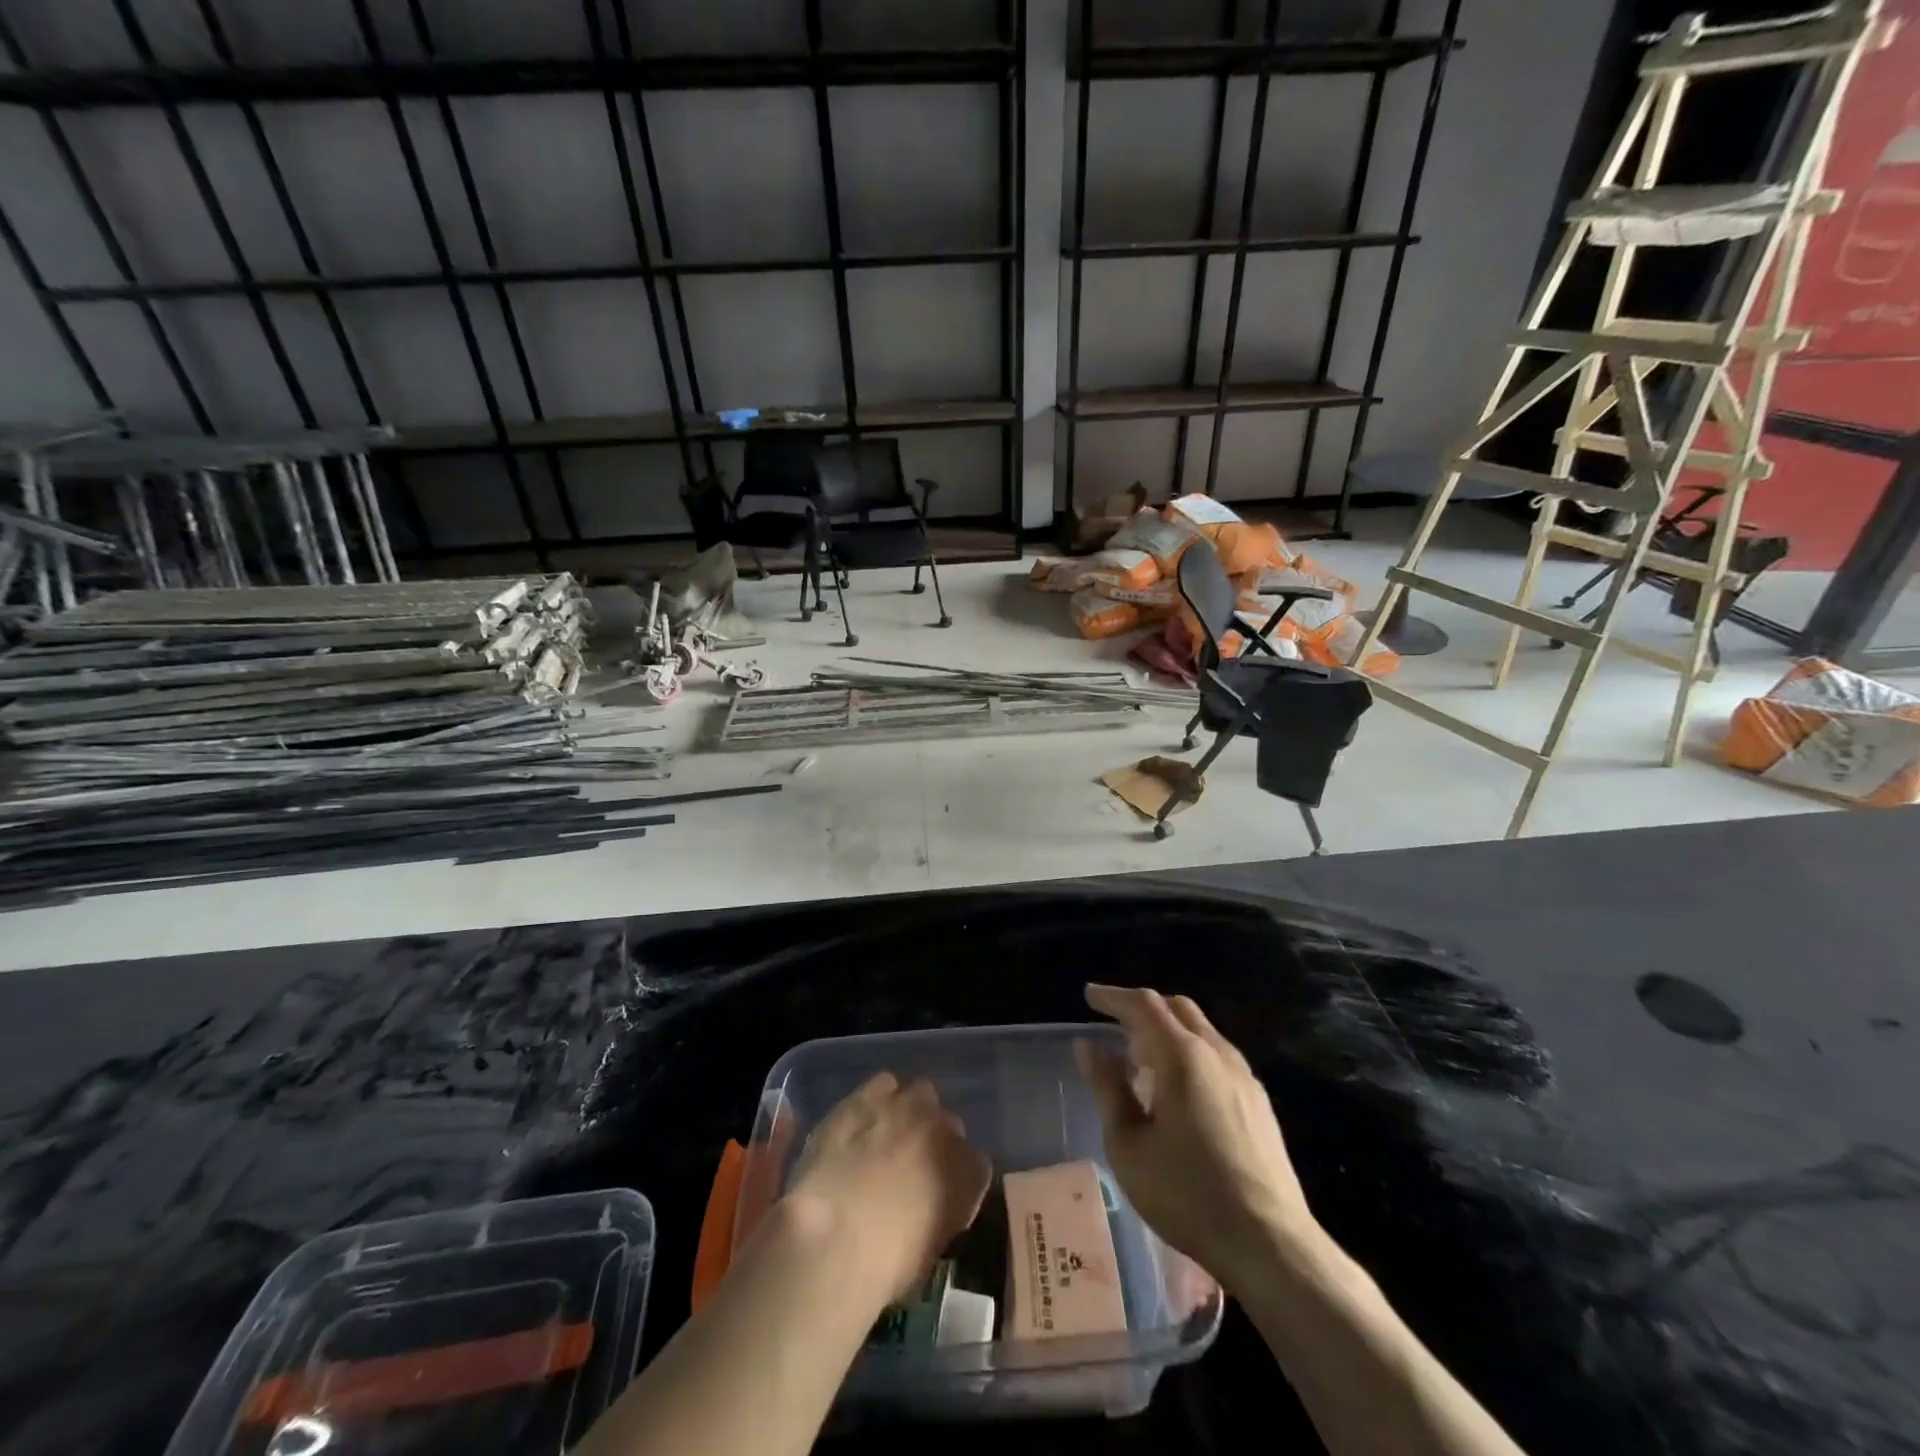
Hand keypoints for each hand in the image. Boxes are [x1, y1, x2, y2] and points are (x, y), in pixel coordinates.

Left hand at [782, 1072, 991, 1305]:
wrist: (834, 1239)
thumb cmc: (885, 1267)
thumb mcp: (928, 1252)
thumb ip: (939, 1216)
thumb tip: (927, 1206)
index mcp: (968, 1174)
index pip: (976, 1164)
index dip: (956, 1178)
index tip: (938, 1194)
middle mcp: (944, 1131)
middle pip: (949, 1122)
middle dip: (934, 1139)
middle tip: (909, 1164)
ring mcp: (906, 1108)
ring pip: (921, 1093)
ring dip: (910, 1111)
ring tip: (887, 1134)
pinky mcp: (868, 1096)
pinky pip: (883, 1083)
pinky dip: (878, 1097)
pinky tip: (863, 1118)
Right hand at [1077, 983, 1320, 1288]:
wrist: (1270, 1244)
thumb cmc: (1187, 1194)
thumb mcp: (1129, 1145)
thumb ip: (1108, 1088)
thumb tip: (1089, 1046)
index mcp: (1183, 1056)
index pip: (1144, 1005)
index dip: (1114, 996)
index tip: (1089, 996)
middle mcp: (1217, 1053)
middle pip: (1178, 1008)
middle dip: (1143, 1007)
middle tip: (1114, 1022)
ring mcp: (1244, 1077)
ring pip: (1201, 1030)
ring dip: (1168, 1029)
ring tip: (1141, 1055)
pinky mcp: (1259, 1102)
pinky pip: (1217, 1055)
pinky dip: (1189, 1051)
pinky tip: (1178, 1086)